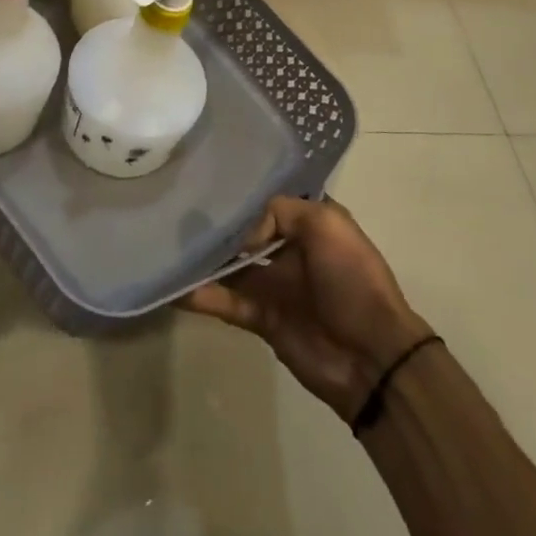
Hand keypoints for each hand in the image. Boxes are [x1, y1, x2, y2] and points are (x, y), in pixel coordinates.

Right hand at [181, 196, 429, 419]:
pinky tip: (173, 288)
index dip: (239, 190)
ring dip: (202, 259)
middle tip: (173, 210)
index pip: (266, 198)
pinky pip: (225, 301)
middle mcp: (286, 247)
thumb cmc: (352, 279)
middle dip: (214, 223)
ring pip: (228, 265)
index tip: (204, 178)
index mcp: (307, 221)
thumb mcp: (326, 224)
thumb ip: (278, 212)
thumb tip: (241, 235)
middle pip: (242, 230)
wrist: (372, 357)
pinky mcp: (260, 317)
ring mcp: (272, 284)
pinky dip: (201, 296)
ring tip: (163, 245)